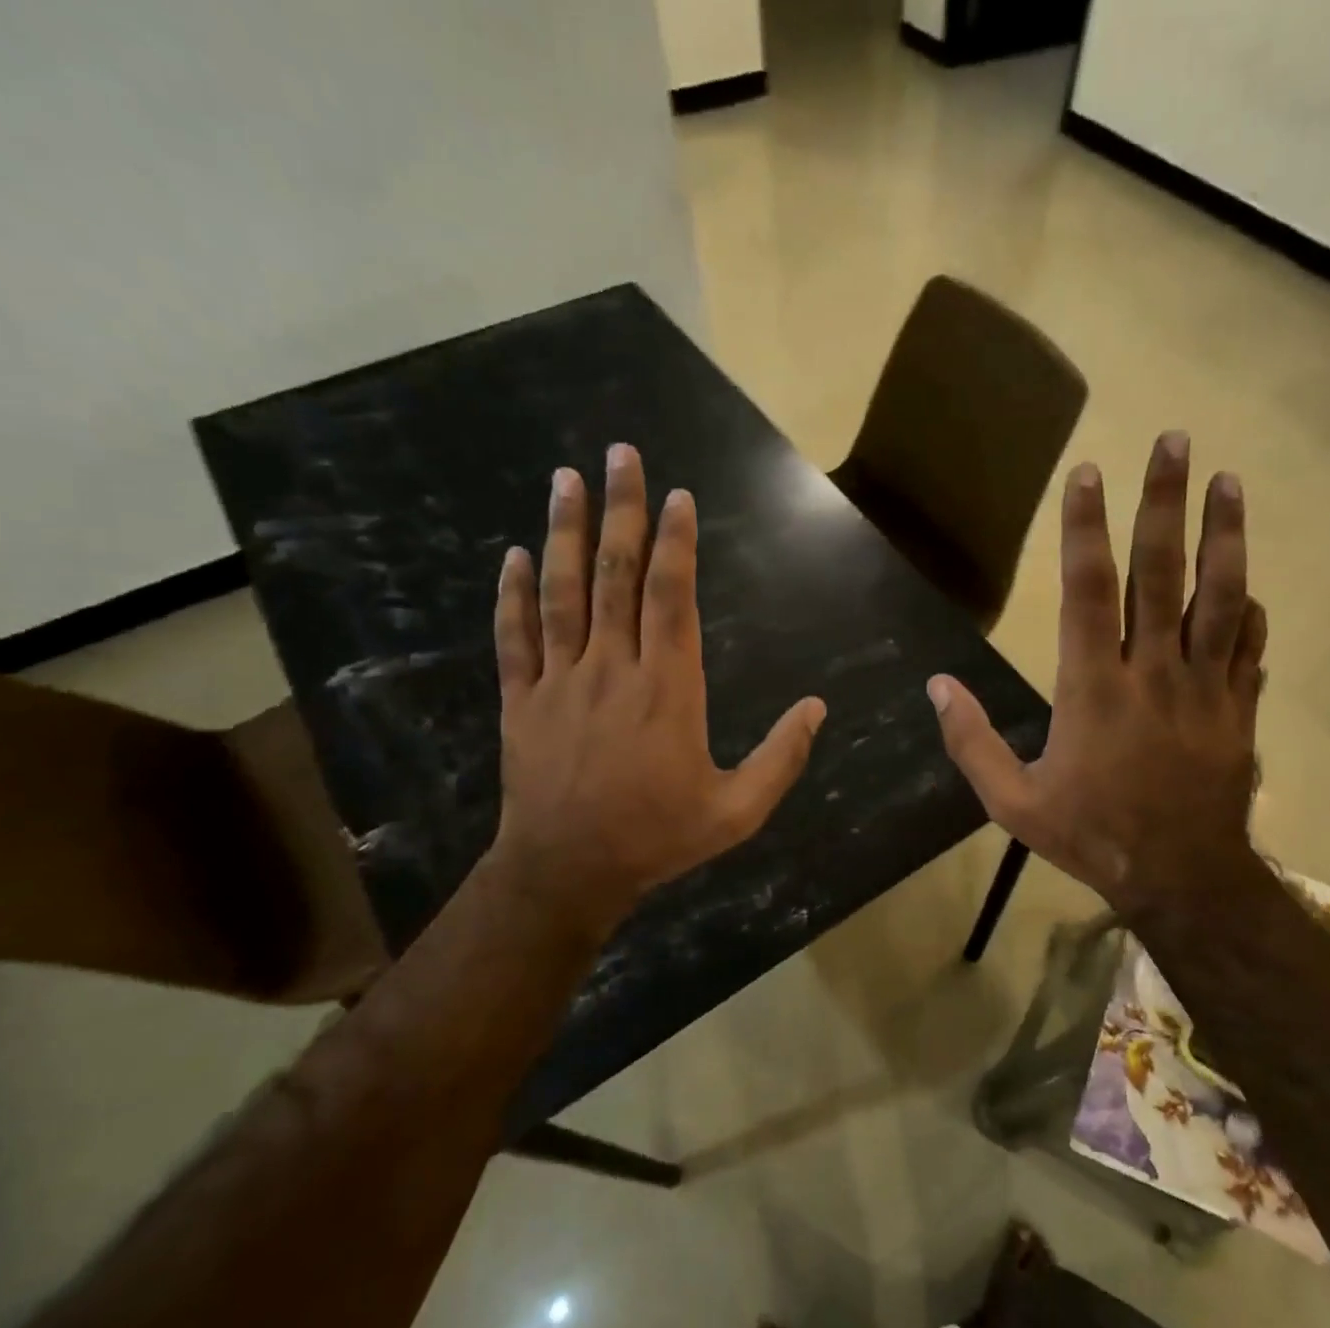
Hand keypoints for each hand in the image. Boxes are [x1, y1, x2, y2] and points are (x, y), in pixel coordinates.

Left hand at [490, 443, 826, 940]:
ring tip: (565, 478)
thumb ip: (782, 757)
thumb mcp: (738, 810)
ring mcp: (560, 681)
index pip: (670, 597)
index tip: (676, 496)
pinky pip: (515, 638)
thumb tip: (817, 708)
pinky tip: (514, 555)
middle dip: (620, 511)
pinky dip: (512, 594)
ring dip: (564, 532)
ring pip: (561, 593)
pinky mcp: (521, 701)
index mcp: (667, 689)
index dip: (675, 543)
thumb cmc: (659, 837)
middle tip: (619, 455)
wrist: (568, 871)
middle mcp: (613, 669)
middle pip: (615, 576)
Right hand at [928, 431, 1265, 918]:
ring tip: (1228, 481)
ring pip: (1220, 597)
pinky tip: (1248, 583)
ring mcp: (1205, 687)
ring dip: (1223, 534)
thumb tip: (937, 686)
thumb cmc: (1090, 836)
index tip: (1087, 475)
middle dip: (1164, 502)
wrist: (1181, 878)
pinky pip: (1249, 646)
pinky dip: (1247, 610)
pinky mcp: (1239, 708)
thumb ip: (972, 741)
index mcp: (1093, 690)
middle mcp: (1153, 673)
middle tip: (1174, 441)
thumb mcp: (1012, 802)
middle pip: (1162, 573)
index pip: (1088, 592)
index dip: (1084, 530)